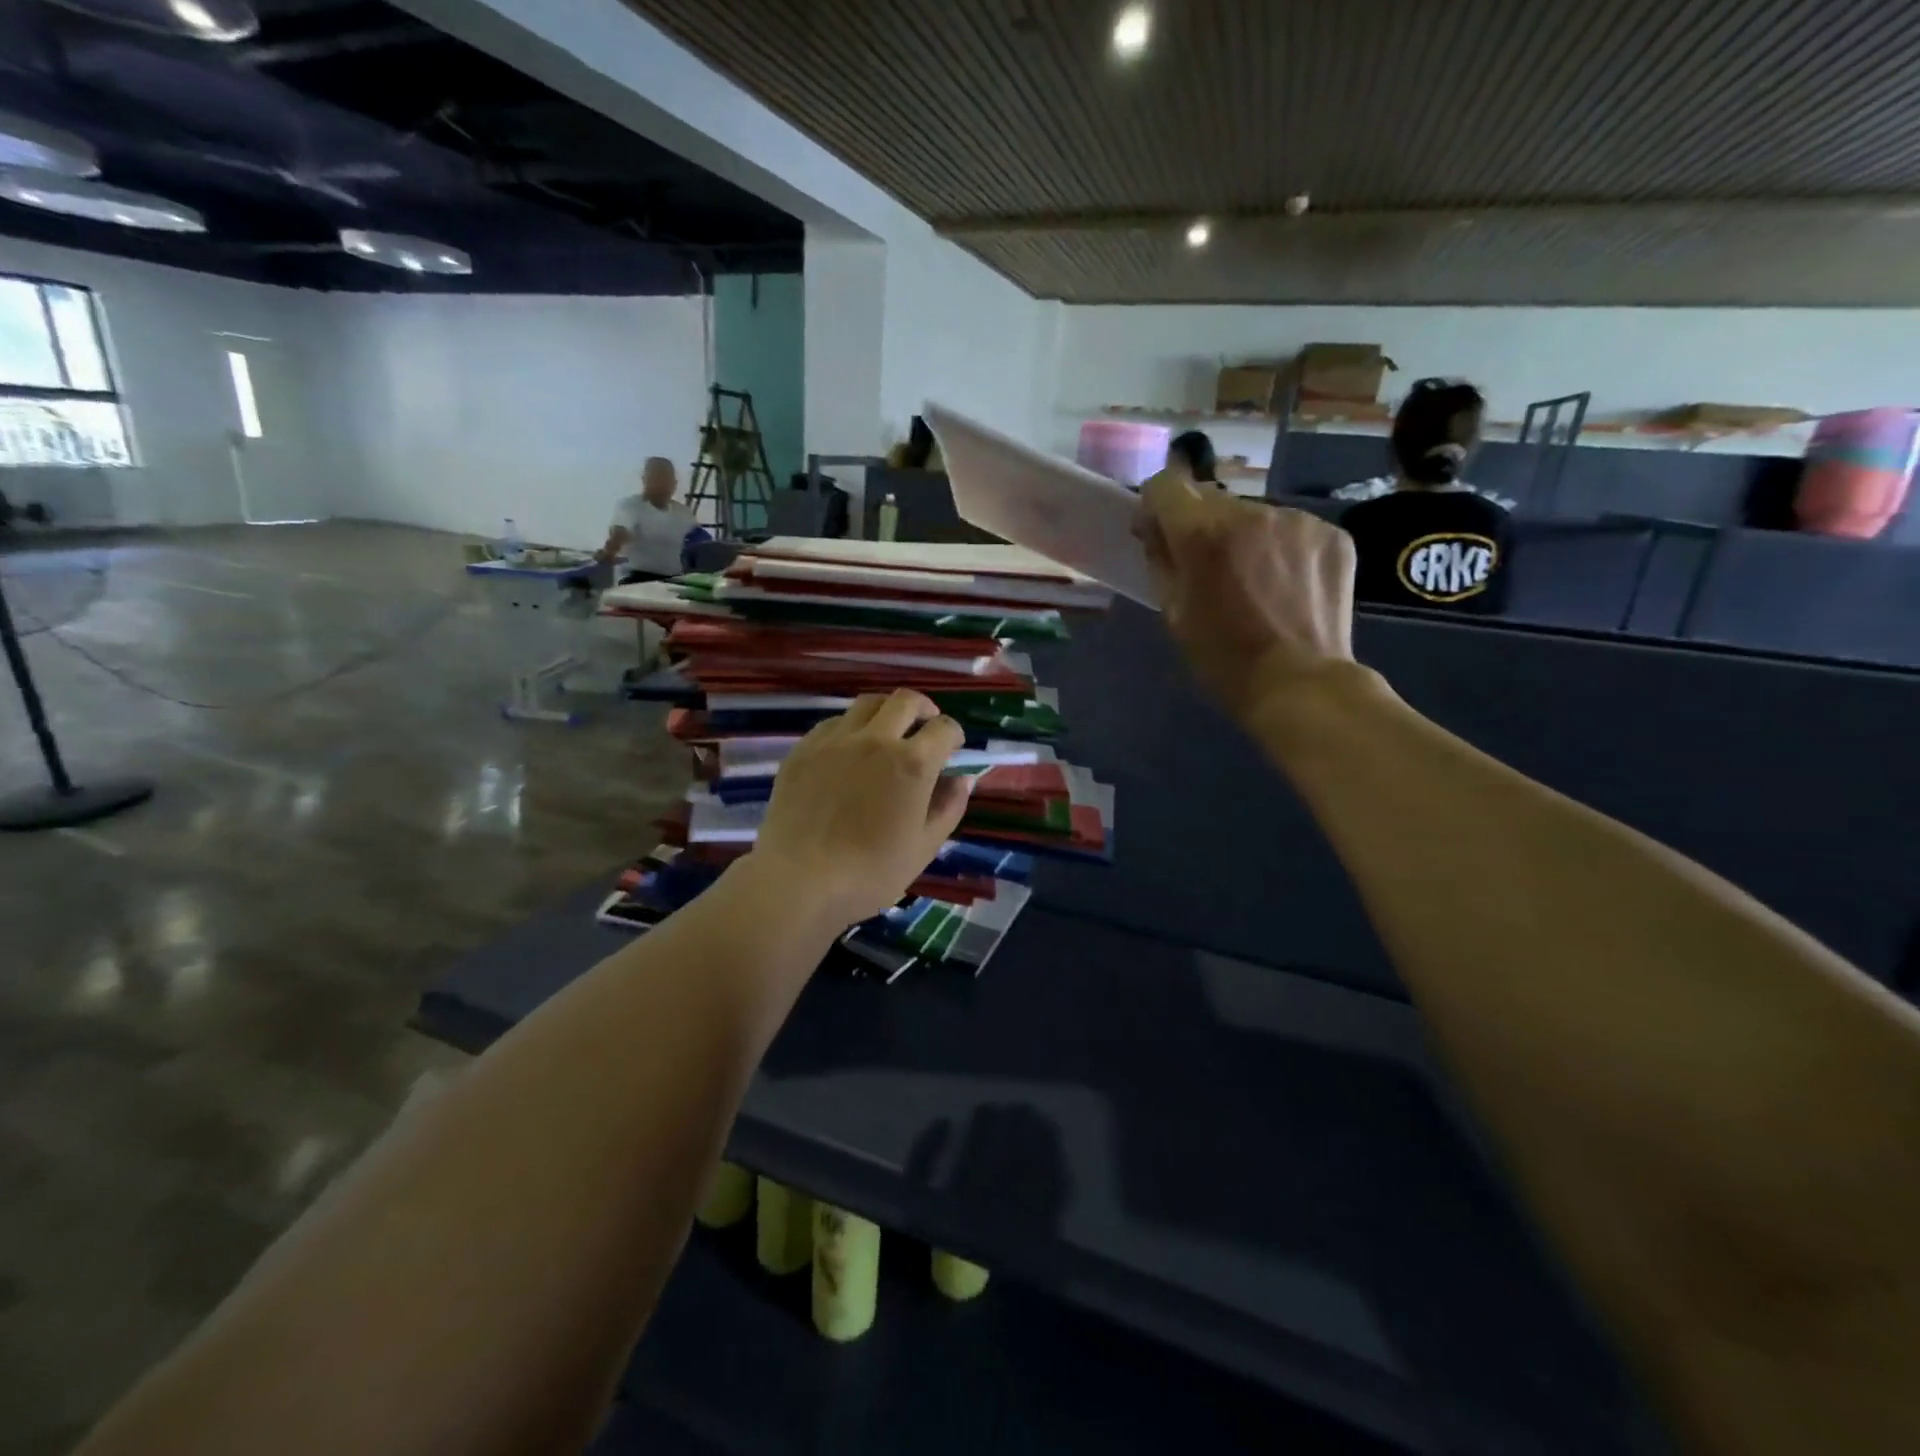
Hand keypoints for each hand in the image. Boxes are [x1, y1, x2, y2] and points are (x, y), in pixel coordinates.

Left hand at [748, 689, 972, 927]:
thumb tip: (962, 779)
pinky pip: (833, 723)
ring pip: (867, 703)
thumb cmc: (871, 872)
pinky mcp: (803, 749)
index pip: (943, 728)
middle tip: (924, 724)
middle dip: (923, 708)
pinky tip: (848, 750)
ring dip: (885, 711)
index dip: (954, 734)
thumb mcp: (924, 847)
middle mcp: (876, 739)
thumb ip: (948, 807)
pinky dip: (850, 727)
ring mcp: (835, 740)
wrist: (799, 881)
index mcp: (912, 763)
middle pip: (905, 700)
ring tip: (887, 731)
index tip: (952, 746)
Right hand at [1137, 469, 1358, 715]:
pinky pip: (1291, 529)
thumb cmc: (1224, 658)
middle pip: (1212, 500)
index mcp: (1204, 533)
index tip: (1160, 533)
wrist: (1300, 684)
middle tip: (1210, 568)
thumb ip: (1161, 560)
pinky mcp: (1332, 534)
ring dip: (1245, 537)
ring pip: (1254, 515)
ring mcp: (1298, 519)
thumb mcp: (1175, 613)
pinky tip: (1286, 585)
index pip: (1166, 485)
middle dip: (1203, 526)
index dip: (1156, 507)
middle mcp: (1252, 511)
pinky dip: (1282, 549)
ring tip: (1254, 582)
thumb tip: (1156, 529)